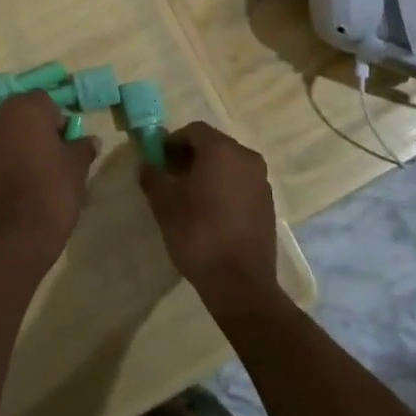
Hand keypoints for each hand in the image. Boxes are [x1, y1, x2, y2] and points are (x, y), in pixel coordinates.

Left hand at [0, 90, 97, 271]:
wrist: (17, 236)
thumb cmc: (52, 191)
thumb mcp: (77, 167)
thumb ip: (83, 147)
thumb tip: (91, 140)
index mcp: (25, 110)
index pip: (44, 100)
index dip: (57, 118)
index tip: (66, 140)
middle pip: (20, 113)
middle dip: (35, 126)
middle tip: (52, 151)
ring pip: (4, 133)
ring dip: (18, 143)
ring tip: (35, 168)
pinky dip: (4, 162)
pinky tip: (18, 184)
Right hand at [140, 122, 279, 314]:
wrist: (240, 284)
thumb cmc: (198, 234)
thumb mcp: (164, 203)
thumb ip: (153, 175)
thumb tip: (147, 163)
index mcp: (222, 150)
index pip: (193, 131)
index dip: (172, 142)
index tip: (159, 162)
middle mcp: (247, 157)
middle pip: (213, 146)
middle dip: (190, 157)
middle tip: (171, 179)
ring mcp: (261, 182)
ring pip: (229, 166)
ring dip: (209, 173)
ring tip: (190, 199)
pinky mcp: (268, 205)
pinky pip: (241, 185)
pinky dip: (225, 189)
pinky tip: (211, 214)